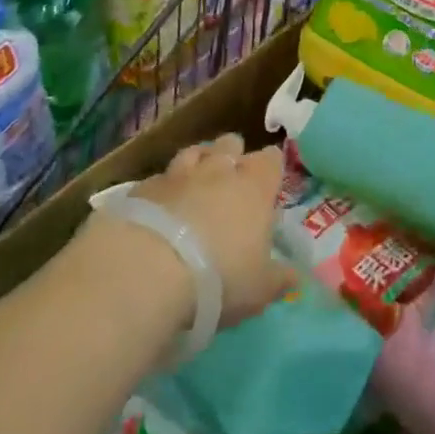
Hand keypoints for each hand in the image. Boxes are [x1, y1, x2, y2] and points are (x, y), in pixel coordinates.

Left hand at [131, 134, 294, 326]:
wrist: (147, 272)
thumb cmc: (219, 278)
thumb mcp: (260, 289)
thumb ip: (279, 278)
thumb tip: (294, 276)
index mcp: (254, 187)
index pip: (271, 160)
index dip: (271, 167)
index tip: (270, 182)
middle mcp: (218, 171)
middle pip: (230, 144)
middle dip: (233, 155)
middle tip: (232, 179)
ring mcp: (177, 175)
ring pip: (193, 152)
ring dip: (198, 162)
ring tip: (196, 183)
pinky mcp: (140, 188)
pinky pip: (158, 179)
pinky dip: (163, 189)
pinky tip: (159, 208)